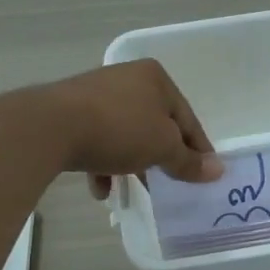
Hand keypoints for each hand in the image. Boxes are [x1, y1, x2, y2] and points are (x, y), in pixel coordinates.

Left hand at [41, 61, 223, 198]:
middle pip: (155, 125)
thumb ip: (189, 162)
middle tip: (169, 186)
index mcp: (155, 78)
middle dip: (161, 158)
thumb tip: (218, 171)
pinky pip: (97, 140)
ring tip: (134, 191)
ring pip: (125, 135)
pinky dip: (103, 163)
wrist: (51, 127)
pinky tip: (100, 189)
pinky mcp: (70, 112)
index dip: (198, 149)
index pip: (187, 118)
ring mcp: (96, 94)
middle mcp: (127, 79)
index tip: (204, 176)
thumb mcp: (163, 148)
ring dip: (132, 164)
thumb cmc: (119, 130)